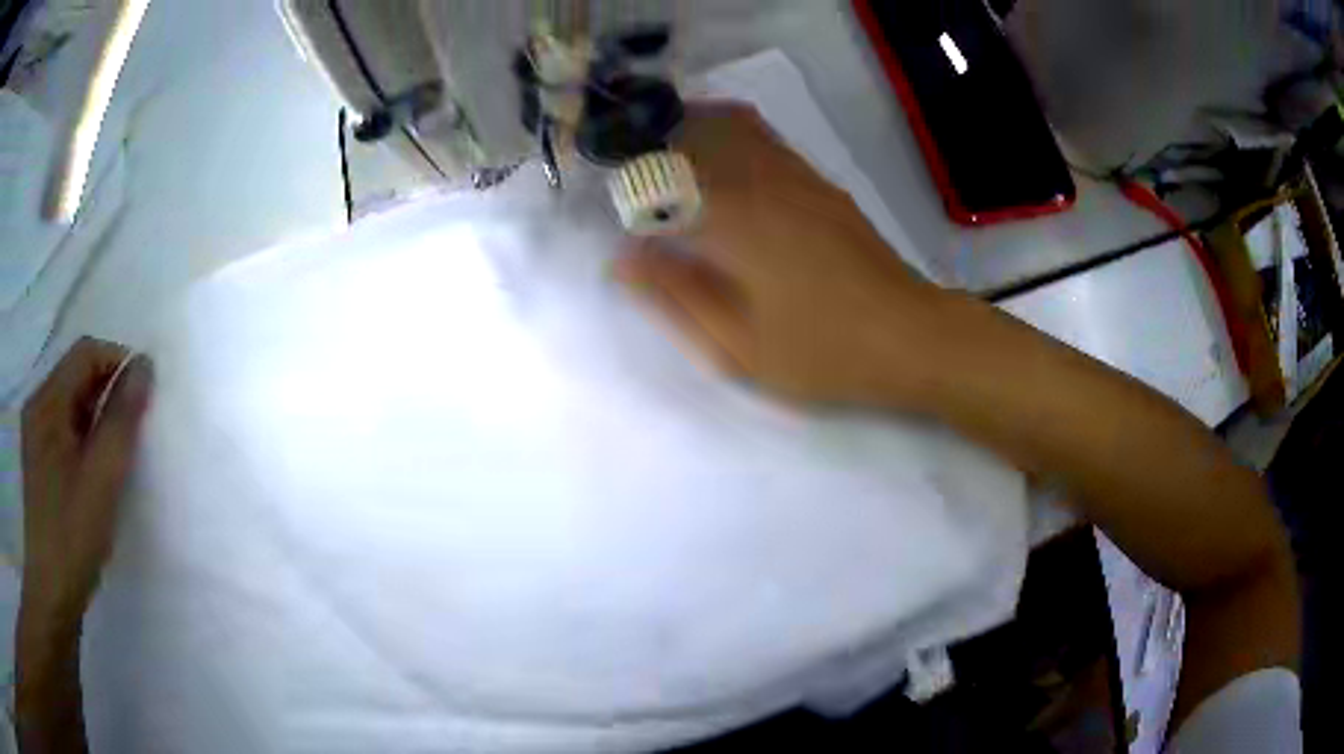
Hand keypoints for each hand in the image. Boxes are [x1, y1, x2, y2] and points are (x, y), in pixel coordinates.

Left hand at [20, 338, 152, 629]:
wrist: (52, 591)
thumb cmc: (73, 534)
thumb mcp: (102, 477)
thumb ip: (122, 419)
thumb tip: (145, 367)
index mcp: (47, 402)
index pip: (86, 353)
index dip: (118, 362)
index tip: (144, 397)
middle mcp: (38, 406)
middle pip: (76, 376)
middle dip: (108, 392)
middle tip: (134, 429)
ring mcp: (36, 434)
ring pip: (71, 404)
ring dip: (97, 417)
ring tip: (118, 453)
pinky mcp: (39, 460)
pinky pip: (65, 429)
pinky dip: (85, 437)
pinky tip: (96, 470)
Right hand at [616, 103, 950, 406]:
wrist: (912, 336)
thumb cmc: (824, 353)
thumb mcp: (738, 348)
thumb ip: (675, 297)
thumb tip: (622, 259)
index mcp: (734, 222)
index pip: (658, 179)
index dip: (625, 184)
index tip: (605, 199)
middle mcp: (762, 181)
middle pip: (693, 132)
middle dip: (650, 141)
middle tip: (625, 171)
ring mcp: (796, 175)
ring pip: (730, 125)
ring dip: (687, 129)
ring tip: (659, 155)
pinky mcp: (819, 182)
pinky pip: (763, 138)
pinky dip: (726, 133)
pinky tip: (716, 159)